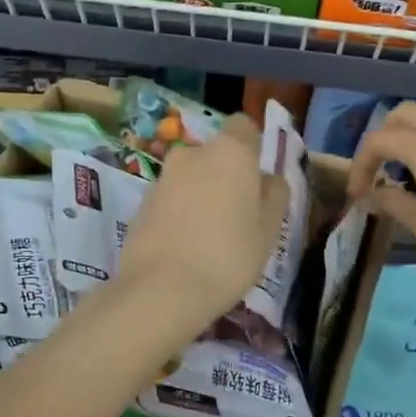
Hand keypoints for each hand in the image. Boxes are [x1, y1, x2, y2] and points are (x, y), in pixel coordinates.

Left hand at [118, 114, 289, 325]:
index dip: (253, 147)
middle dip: (226, 177)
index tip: (258, 179)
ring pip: (191, 179)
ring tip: (211, 240)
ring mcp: (162, 179)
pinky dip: (180, 215)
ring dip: (201, 197)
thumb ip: (274, 195)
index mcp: (229, 152)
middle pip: (215, 156)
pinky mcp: (141, 205)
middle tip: (239, 216)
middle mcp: (192, 154)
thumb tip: (267, 178)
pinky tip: (187, 249)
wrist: (161, 289)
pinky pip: (171, 201)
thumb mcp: (269, 230)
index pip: (243, 127)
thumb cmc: (228, 255)